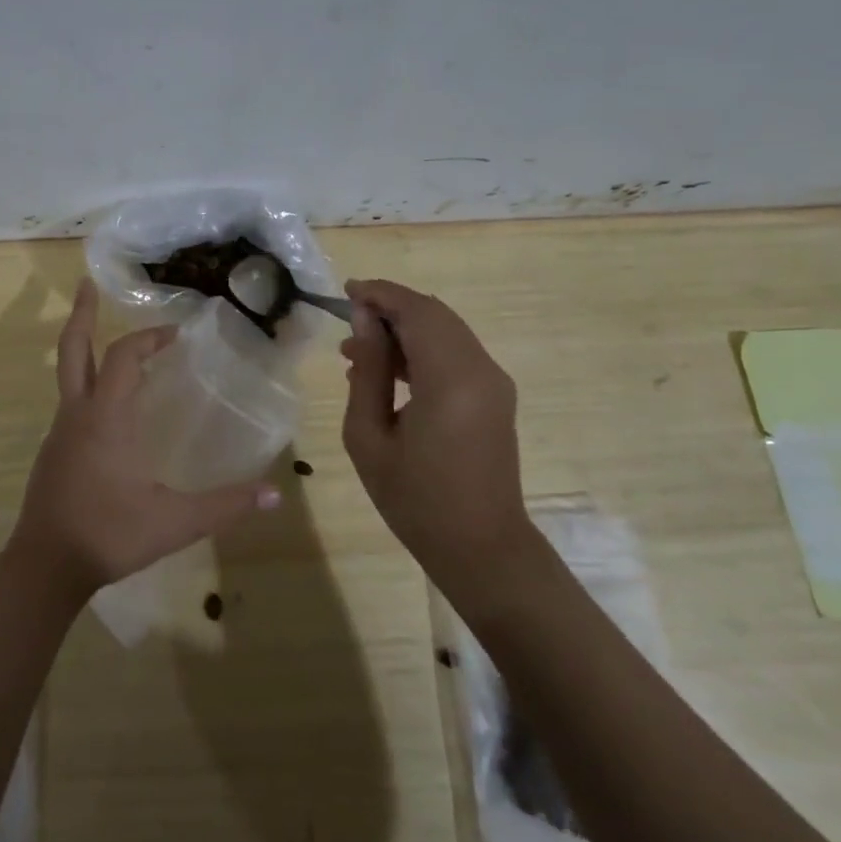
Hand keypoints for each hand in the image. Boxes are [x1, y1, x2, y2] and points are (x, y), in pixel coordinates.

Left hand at [7, 280, 280, 602]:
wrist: (44, 567)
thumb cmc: (108, 534)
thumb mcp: (174, 522)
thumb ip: (225, 506)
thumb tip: (274, 494)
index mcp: (105, 418)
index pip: (123, 357)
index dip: (148, 338)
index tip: (175, 334)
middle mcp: (77, 415)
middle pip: (73, 349)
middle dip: (82, 314)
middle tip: (87, 283)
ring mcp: (59, 434)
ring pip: (68, 376)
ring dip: (86, 350)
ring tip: (109, 341)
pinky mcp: (53, 453)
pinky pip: (71, 404)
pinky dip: (88, 386)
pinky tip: (109, 408)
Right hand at [339, 278, 533, 589]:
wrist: (481, 549)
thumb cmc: (414, 499)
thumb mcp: (369, 436)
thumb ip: (368, 371)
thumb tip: (364, 321)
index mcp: (450, 380)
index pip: (416, 311)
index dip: (380, 293)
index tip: (345, 292)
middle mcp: (481, 370)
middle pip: (434, 314)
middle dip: (390, 308)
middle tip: (347, 322)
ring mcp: (494, 383)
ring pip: (446, 331)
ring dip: (404, 330)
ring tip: (357, 352)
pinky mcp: (495, 397)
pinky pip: (455, 354)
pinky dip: (422, 350)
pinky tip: (388, 374)